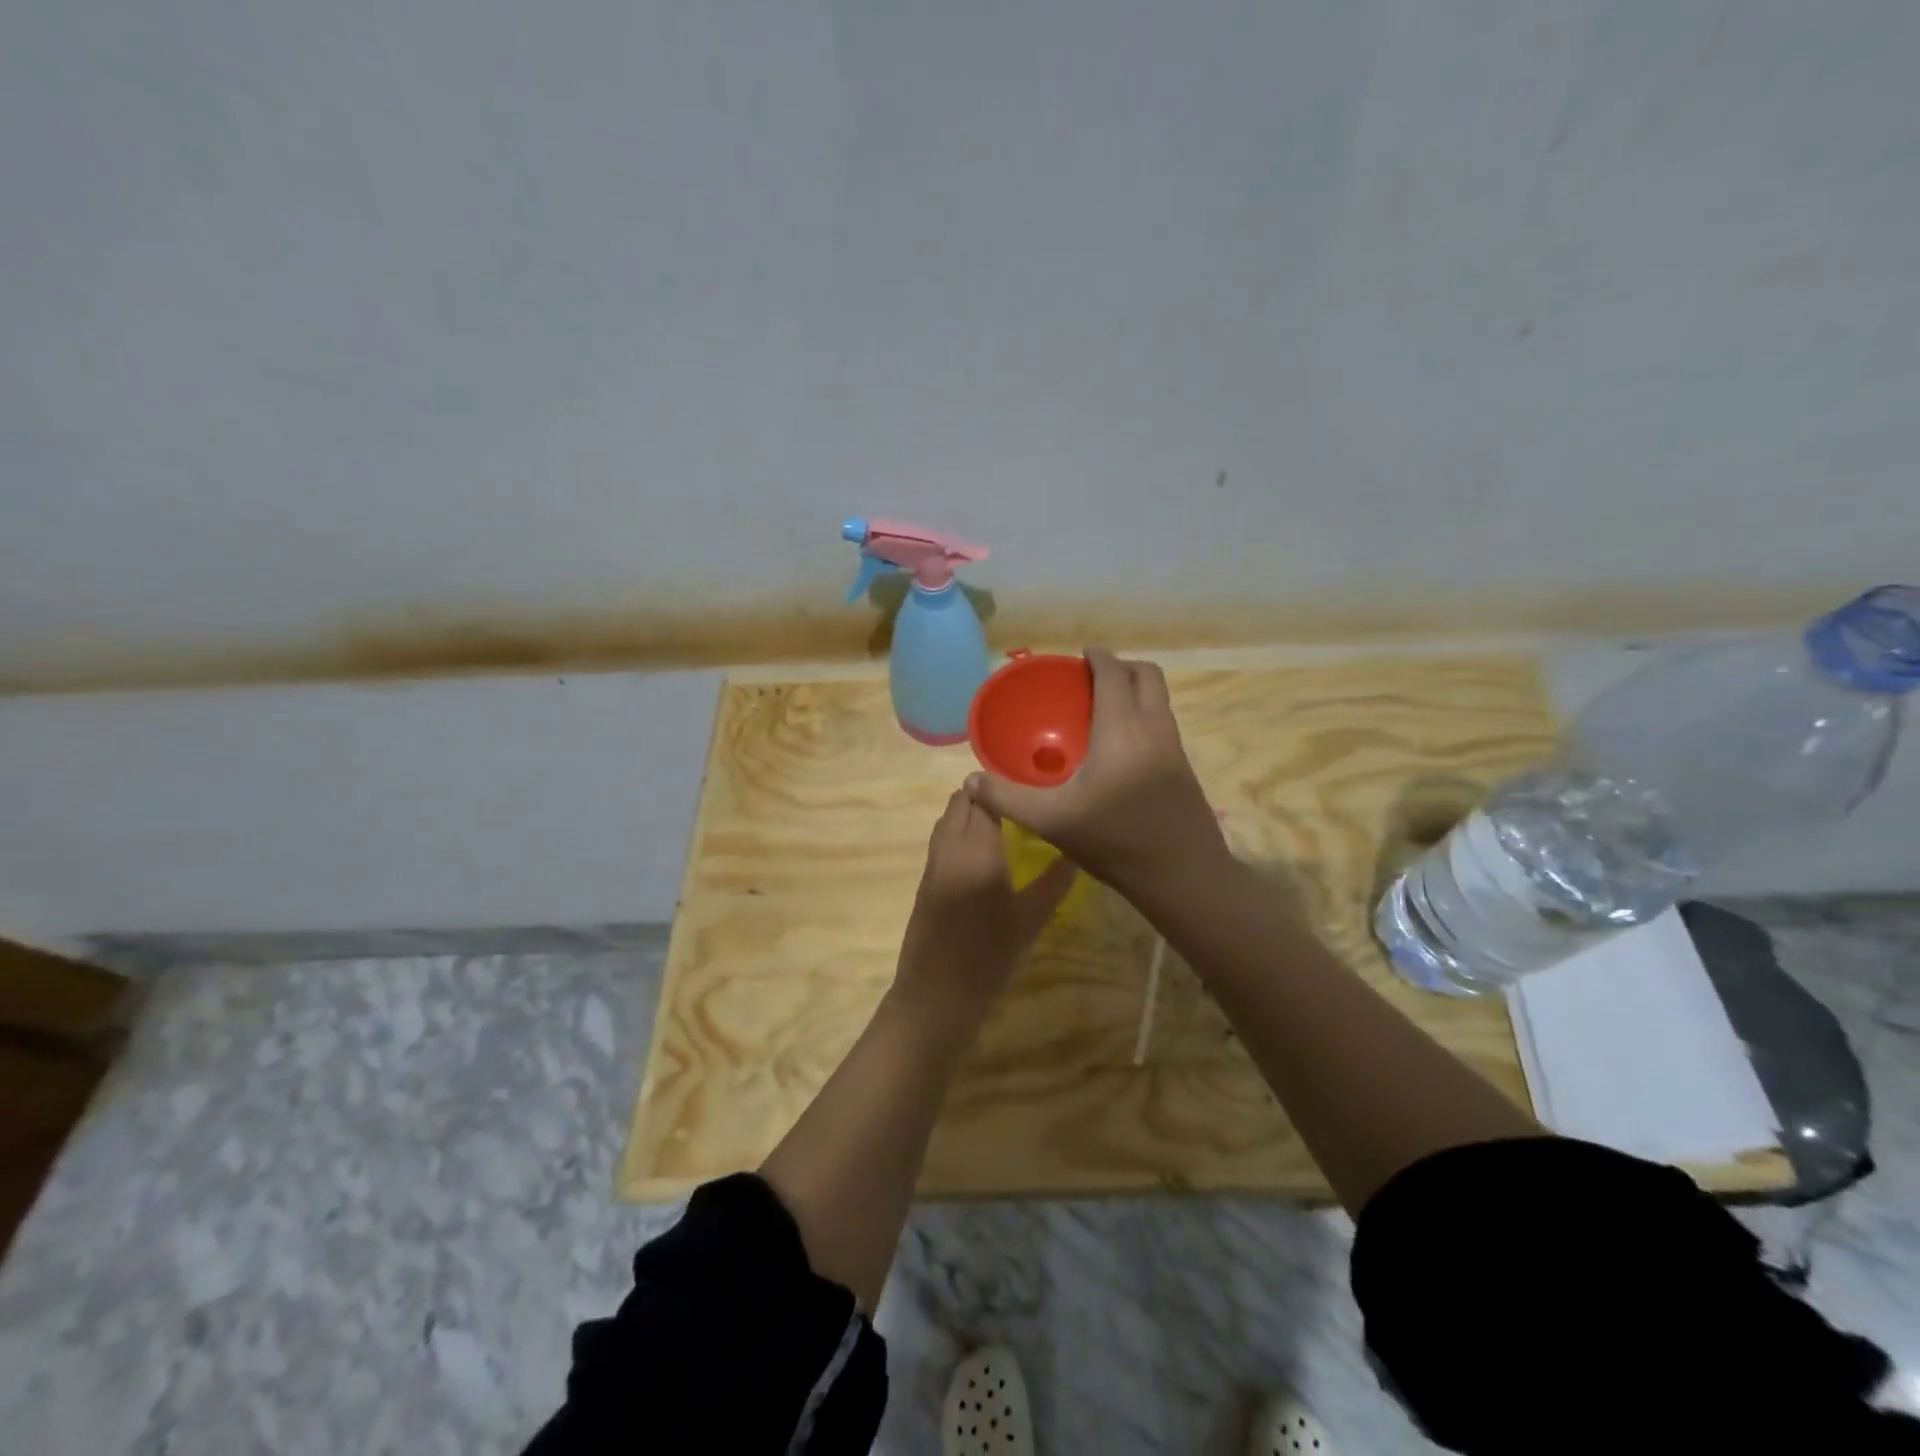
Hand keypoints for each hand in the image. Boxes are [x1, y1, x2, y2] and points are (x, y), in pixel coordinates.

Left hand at [893, 789, 1077, 1025]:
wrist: (936, 995)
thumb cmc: (988, 959)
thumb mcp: (1029, 921)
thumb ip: (1053, 883)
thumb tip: (1076, 853)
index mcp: (978, 851)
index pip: (987, 800)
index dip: (1006, 788)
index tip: (1031, 786)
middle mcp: (951, 848)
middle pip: (961, 803)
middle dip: (986, 794)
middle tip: (1019, 800)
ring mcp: (933, 863)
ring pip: (948, 820)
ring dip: (969, 811)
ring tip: (1003, 818)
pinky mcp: (925, 880)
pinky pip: (942, 840)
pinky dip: (959, 831)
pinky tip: (983, 848)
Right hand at [965, 648, 1228, 900]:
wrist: (1184, 877)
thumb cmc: (1115, 842)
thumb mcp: (1053, 821)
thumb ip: (1009, 798)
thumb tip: (970, 782)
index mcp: (1123, 730)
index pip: (1114, 674)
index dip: (1098, 658)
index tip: (1080, 656)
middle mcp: (1154, 728)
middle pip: (1147, 675)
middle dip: (1121, 667)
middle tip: (1091, 679)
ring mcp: (1175, 747)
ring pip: (1160, 699)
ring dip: (1136, 690)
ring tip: (1104, 708)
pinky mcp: (1184, 767)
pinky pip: (1163, 722)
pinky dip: (1144, 714)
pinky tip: (1121, 746)